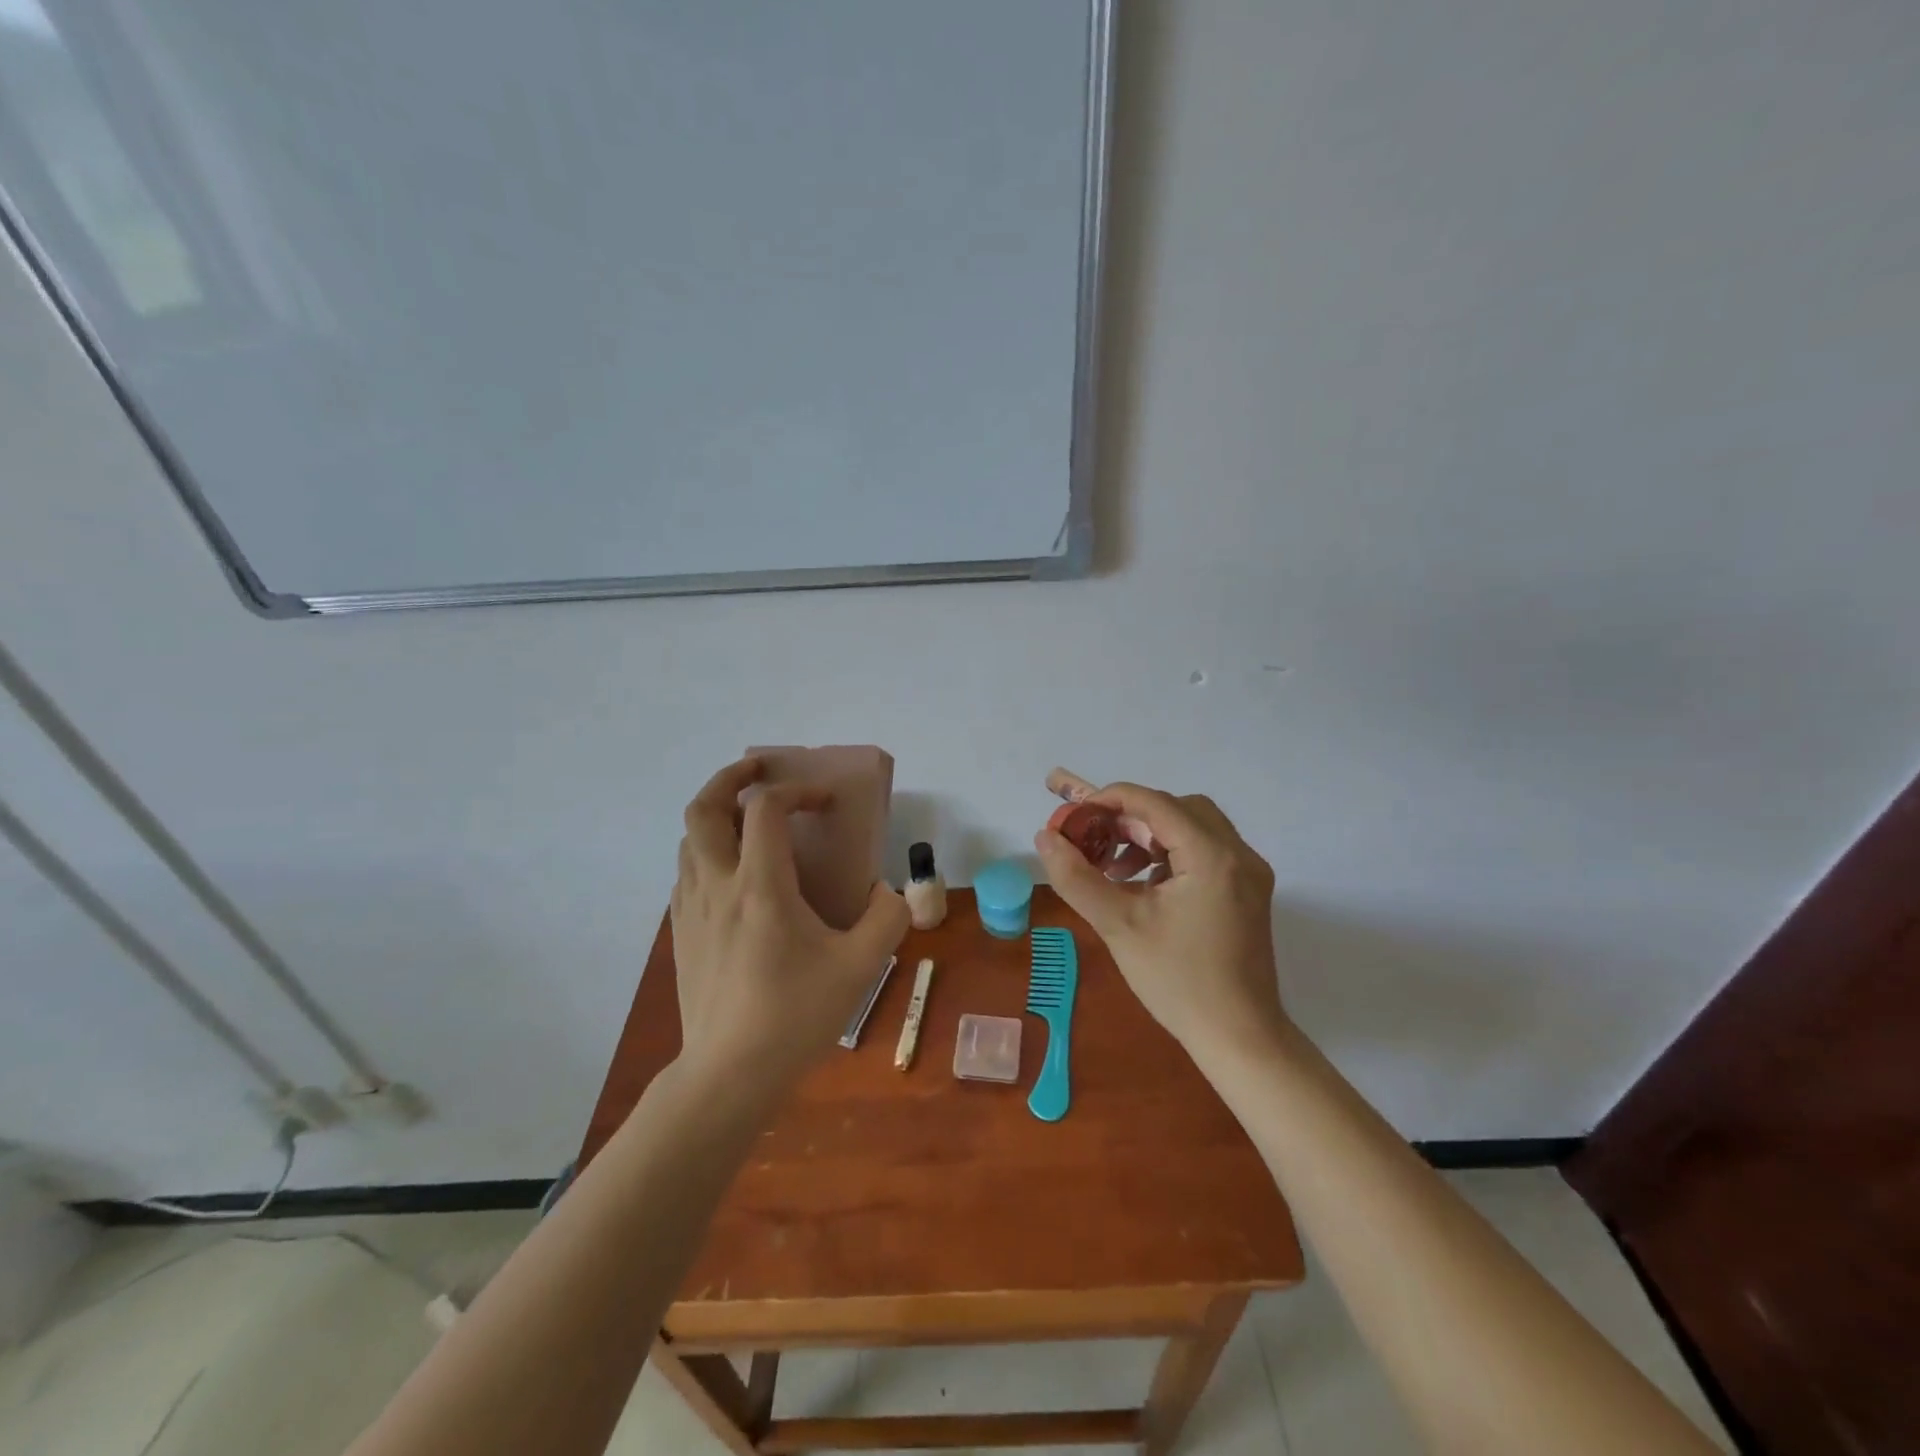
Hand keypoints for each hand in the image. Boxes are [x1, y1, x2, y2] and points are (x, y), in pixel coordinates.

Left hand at [670, 757, 909, 1098]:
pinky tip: (735, 877)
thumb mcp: (861, 967)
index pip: (766, 808)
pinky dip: (708, 852)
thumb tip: (884, 893)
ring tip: (748, 821)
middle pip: (703, 808)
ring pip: (688, 840)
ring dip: (717, 815)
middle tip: (760, 771)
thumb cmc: (795, 1016)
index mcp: (759, 886)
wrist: (728, 1075)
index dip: (797, 790)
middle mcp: (717, 886)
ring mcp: (691, 910)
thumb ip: (886, 918)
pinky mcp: (681, 934)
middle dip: (731, 777)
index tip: (826, 802)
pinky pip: (687, 873)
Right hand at [1033, 781, 1283, 1055]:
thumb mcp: (1118, 925)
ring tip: (1116, 868)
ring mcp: (1249, 873)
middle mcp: (1239, 853)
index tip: (1074, 819)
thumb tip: (1045, 837)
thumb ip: (1076, 876)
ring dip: (1151, 836)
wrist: (1239, 1038)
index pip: (1154, 802)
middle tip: (1097, 842)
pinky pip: (1205, 851)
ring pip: (1193, 827)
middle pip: (1177, 808)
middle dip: (1131, 818)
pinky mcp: (1248, 892)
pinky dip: (1171, 855)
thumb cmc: (1178, 981)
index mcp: (1212, 855)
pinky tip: (1144, 886)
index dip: (1109, 801)